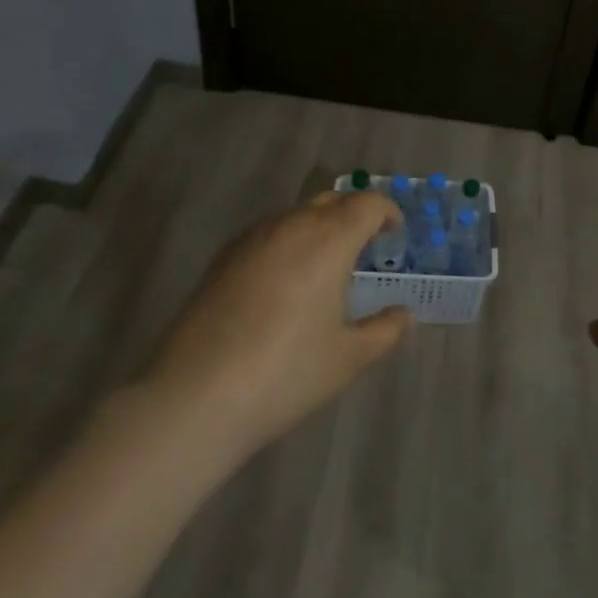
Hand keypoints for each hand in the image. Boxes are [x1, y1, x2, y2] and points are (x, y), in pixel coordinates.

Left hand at [136, 190, 413, 466]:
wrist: (194, 396)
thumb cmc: (285, 374)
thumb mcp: (347, 359)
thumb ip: (384, 331)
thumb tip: (403, 315)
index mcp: (329, 239)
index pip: (368, 203)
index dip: (388, 213)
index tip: (395, 236)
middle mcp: (291, 225)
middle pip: (332, 201)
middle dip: (355, 216)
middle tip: (366, 249)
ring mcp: (253, 238)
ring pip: (297, 215)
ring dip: (320, 228)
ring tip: (325, 269)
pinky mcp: (224, 257)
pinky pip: (269, 233)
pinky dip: (289, 243)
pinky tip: (284, 285)